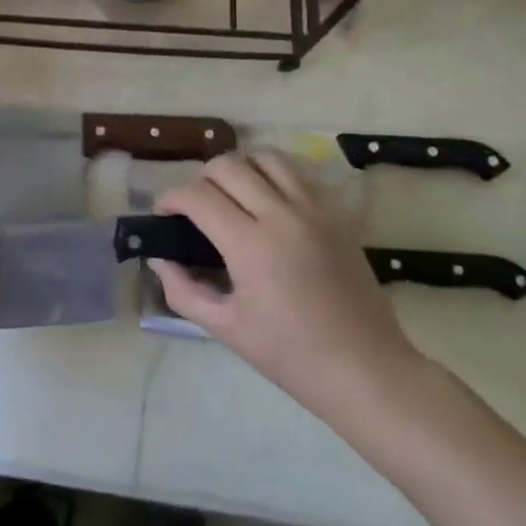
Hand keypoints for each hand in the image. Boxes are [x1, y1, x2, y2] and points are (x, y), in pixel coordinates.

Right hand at [151, 150, 426, 423]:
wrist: (365, 368)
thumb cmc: (291, 355)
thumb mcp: (226, 329)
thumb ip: (183, 291)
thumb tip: (159, 259)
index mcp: (250, 245)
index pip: (198, 196)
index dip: (171, 198)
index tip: (164, 214)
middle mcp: (281, 214)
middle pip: (228, 165)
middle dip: (200, 179)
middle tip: (196, 208)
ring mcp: (314, 209)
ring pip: (266, 157)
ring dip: (240, 168)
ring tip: (233, 196)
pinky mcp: (336, 213)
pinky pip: (298, 173)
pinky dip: (274, 175)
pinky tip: (269, 202)